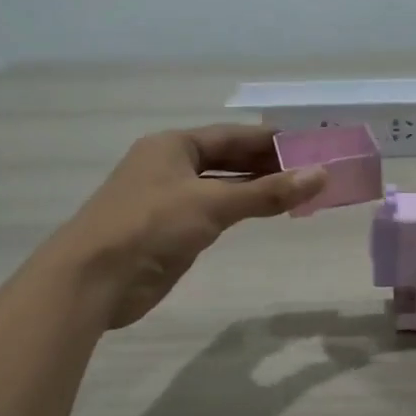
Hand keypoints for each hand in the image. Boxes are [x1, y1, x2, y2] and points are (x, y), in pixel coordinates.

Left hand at [52, 126, 325, 327]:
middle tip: (311, 171)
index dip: (270, 140)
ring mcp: (168, 200)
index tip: (309, 145)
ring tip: (298, 192)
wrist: (94, 279)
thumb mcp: (212, 204)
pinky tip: (262, 214)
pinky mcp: (169, 232)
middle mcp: (169, 167)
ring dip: (255, 189)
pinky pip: (212, 213)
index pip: (232, 136)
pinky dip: (239, 211)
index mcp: (173, 146)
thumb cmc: (151, 226)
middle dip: (267, 165)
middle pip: (227, 160)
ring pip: (221, 188)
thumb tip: (321, 175)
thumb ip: (266, 192)